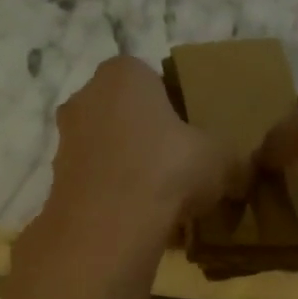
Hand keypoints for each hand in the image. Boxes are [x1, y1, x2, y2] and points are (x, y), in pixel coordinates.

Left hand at [22, 56, 248, 272]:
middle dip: (146, 137)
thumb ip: (231, 159)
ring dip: (127, 169)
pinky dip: (111, 197)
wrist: (110, 225)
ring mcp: (65, 140)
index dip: (174, 108)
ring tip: (156, 201)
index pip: (152, 80)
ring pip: (106, 149)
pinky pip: (94, 183)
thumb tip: (242, 174)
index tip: (190, 138)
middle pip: (124, 114)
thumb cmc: (167, 170)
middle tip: (175, 168)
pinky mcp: (55, 180)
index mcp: (124, 73)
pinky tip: (135, 220)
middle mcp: (85, 96)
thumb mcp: (219, 159)